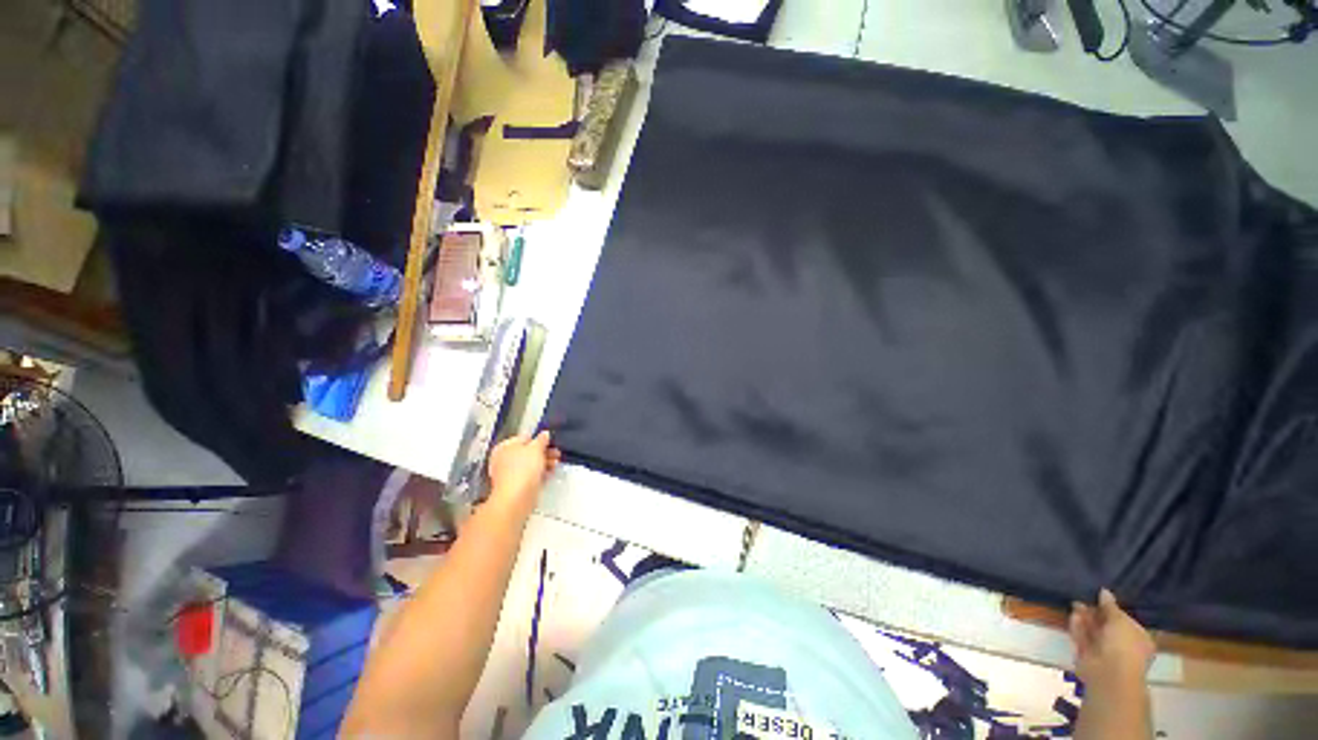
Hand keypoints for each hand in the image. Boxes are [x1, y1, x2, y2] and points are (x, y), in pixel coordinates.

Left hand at [487, 431, 560, 506]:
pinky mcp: (517, 486)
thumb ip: (541, 440)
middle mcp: (504, 459)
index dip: (539, 439)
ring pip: (530, 464)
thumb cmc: (523, 469)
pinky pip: (530, 476)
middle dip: (544, 452)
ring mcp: (510, 473)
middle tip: (557, 453)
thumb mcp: (536, 449)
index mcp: (505, 446)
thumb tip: (544, 434)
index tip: (551, 442)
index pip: (525, 438)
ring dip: (545, 462)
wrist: (516, 498)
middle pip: (528, 451)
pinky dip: (540, 473)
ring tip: (556, 463)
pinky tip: (550, 473)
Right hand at [1069, 588, 1155, 687]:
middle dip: (1096, 613)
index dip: (1114, 609)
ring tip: (1075, 603)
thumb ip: (1111, 606)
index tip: (1101, 597)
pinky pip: (1082, 638)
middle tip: (1085, 597)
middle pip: (1107, 626)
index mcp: (1139, 639)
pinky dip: (1078, 627)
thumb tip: (1104, 591)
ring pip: (1093, 632)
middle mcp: (1123, 646)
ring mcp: (1104, 652)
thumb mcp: (1120, 620)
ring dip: (1085, 618)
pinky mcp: (1087, 655)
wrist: (1109, 673)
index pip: (1126, 621)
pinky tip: (1073, 615)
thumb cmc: (1124, 645)